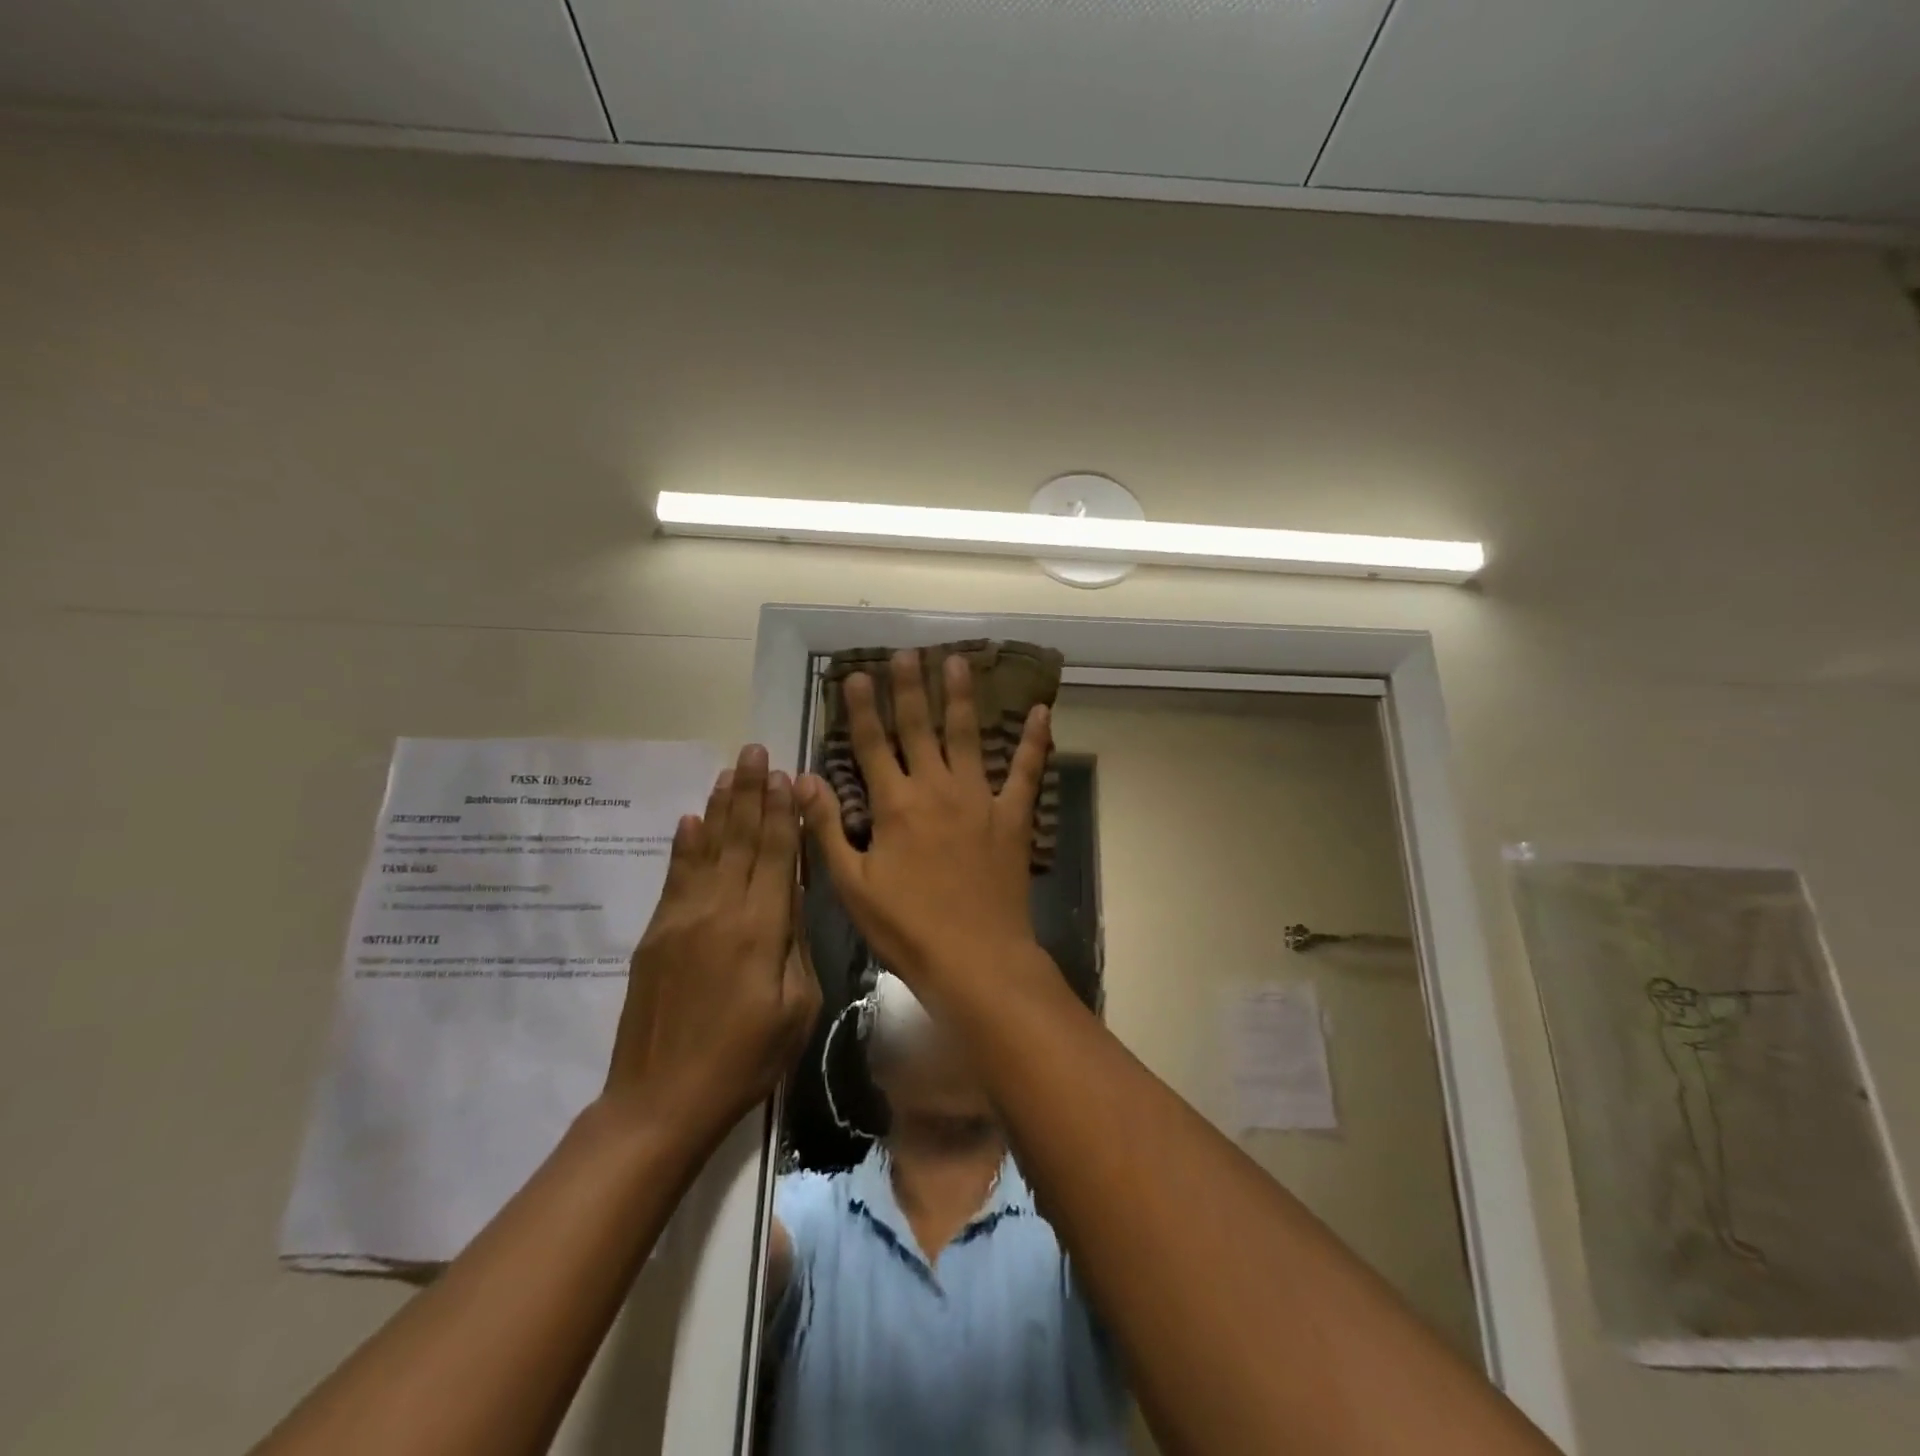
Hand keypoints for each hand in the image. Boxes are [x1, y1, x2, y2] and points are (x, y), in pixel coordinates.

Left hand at [604, 745, 820, 1136]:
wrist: (660, 1101)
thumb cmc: (745, 1061)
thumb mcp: (796, 1008)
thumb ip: (796, 944)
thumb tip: (793, 896)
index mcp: (760, 928)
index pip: (777, 854)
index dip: (783, 812)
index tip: (788, 774)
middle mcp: (720, 910)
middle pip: (740, 839)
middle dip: (751, 792)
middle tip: (756, 750)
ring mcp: (681, 918)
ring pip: (706, 848)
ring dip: (720, 807)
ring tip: (730, 771)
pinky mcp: (656, 934)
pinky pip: (675, 876)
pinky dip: (684, 845)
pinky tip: (690, 820)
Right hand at [797, 650, 1049, 999]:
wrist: (974, 958)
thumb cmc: (906, 927)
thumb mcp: (853, 885)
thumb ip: (826, 829)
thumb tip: (803, 780)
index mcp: (894, 805)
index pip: (871, 745)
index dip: (861, 708)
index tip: (855, 675)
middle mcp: (936, 789)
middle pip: (919, 728)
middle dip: (909, 687)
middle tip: (906, 652)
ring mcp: (979, 799)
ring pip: (968, 736)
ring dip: (961, 697)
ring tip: (958, 662)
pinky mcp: (1013, 816)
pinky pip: (1027, 771)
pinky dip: (1036, 741)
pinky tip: (1043, 712)